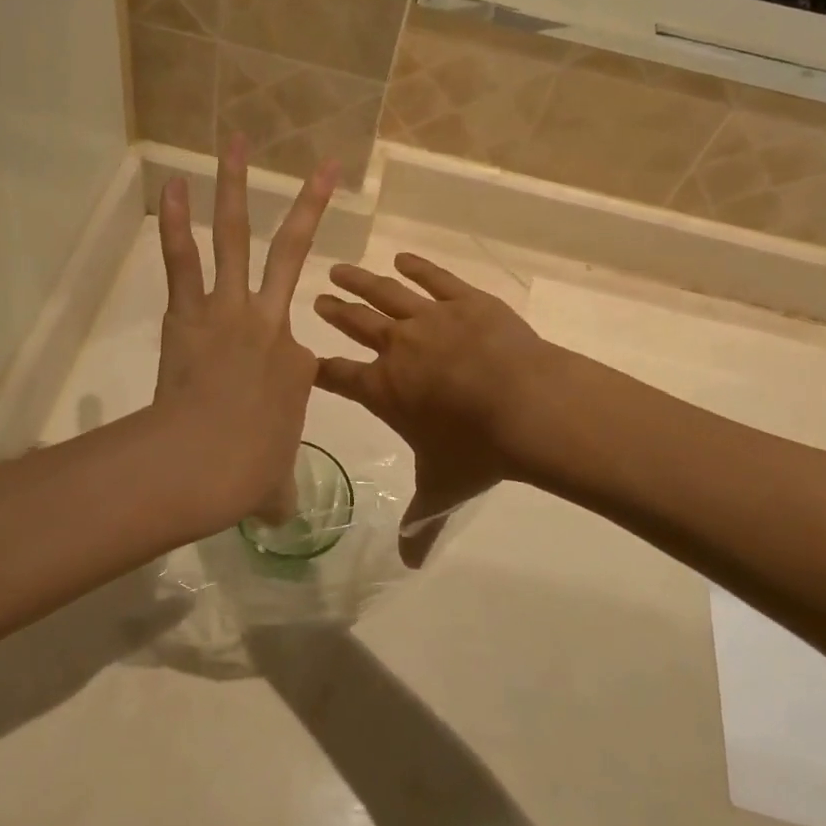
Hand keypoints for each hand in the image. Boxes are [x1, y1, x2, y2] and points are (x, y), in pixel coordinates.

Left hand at [154, 136, 337, 531]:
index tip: (268, 397)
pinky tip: (172, 185)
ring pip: (237, 236)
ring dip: (236, 187)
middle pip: (293, 251)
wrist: (206, 463)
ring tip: (235, 143)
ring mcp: (229, 308)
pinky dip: (176, 221)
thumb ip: (277, 492)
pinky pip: (184, 257)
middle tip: (322, 167)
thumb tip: (280, 514)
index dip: (285, 366)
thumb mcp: (271, 485)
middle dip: (310, 205)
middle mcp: (270, 321)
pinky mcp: (189, 309)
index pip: (298, 346)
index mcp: (297, 362)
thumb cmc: (246, 472)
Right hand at [314, 254, 554, 566]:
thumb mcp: (443, 488)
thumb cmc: (477, 449)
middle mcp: (397, 347)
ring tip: (341, 268)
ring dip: (361, 281)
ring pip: (385, 293)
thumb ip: (419, 524)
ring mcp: (430, 318)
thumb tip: (408, 567)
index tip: (298, 354)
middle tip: (317, 298)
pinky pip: (434, 278)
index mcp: (383, 389)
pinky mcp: (465, 300)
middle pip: (355, 324)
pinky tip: (403, 258)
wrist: (527, 406)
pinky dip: (417, 268)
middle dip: (334, 311)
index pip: (337, 375)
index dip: (316, 366)